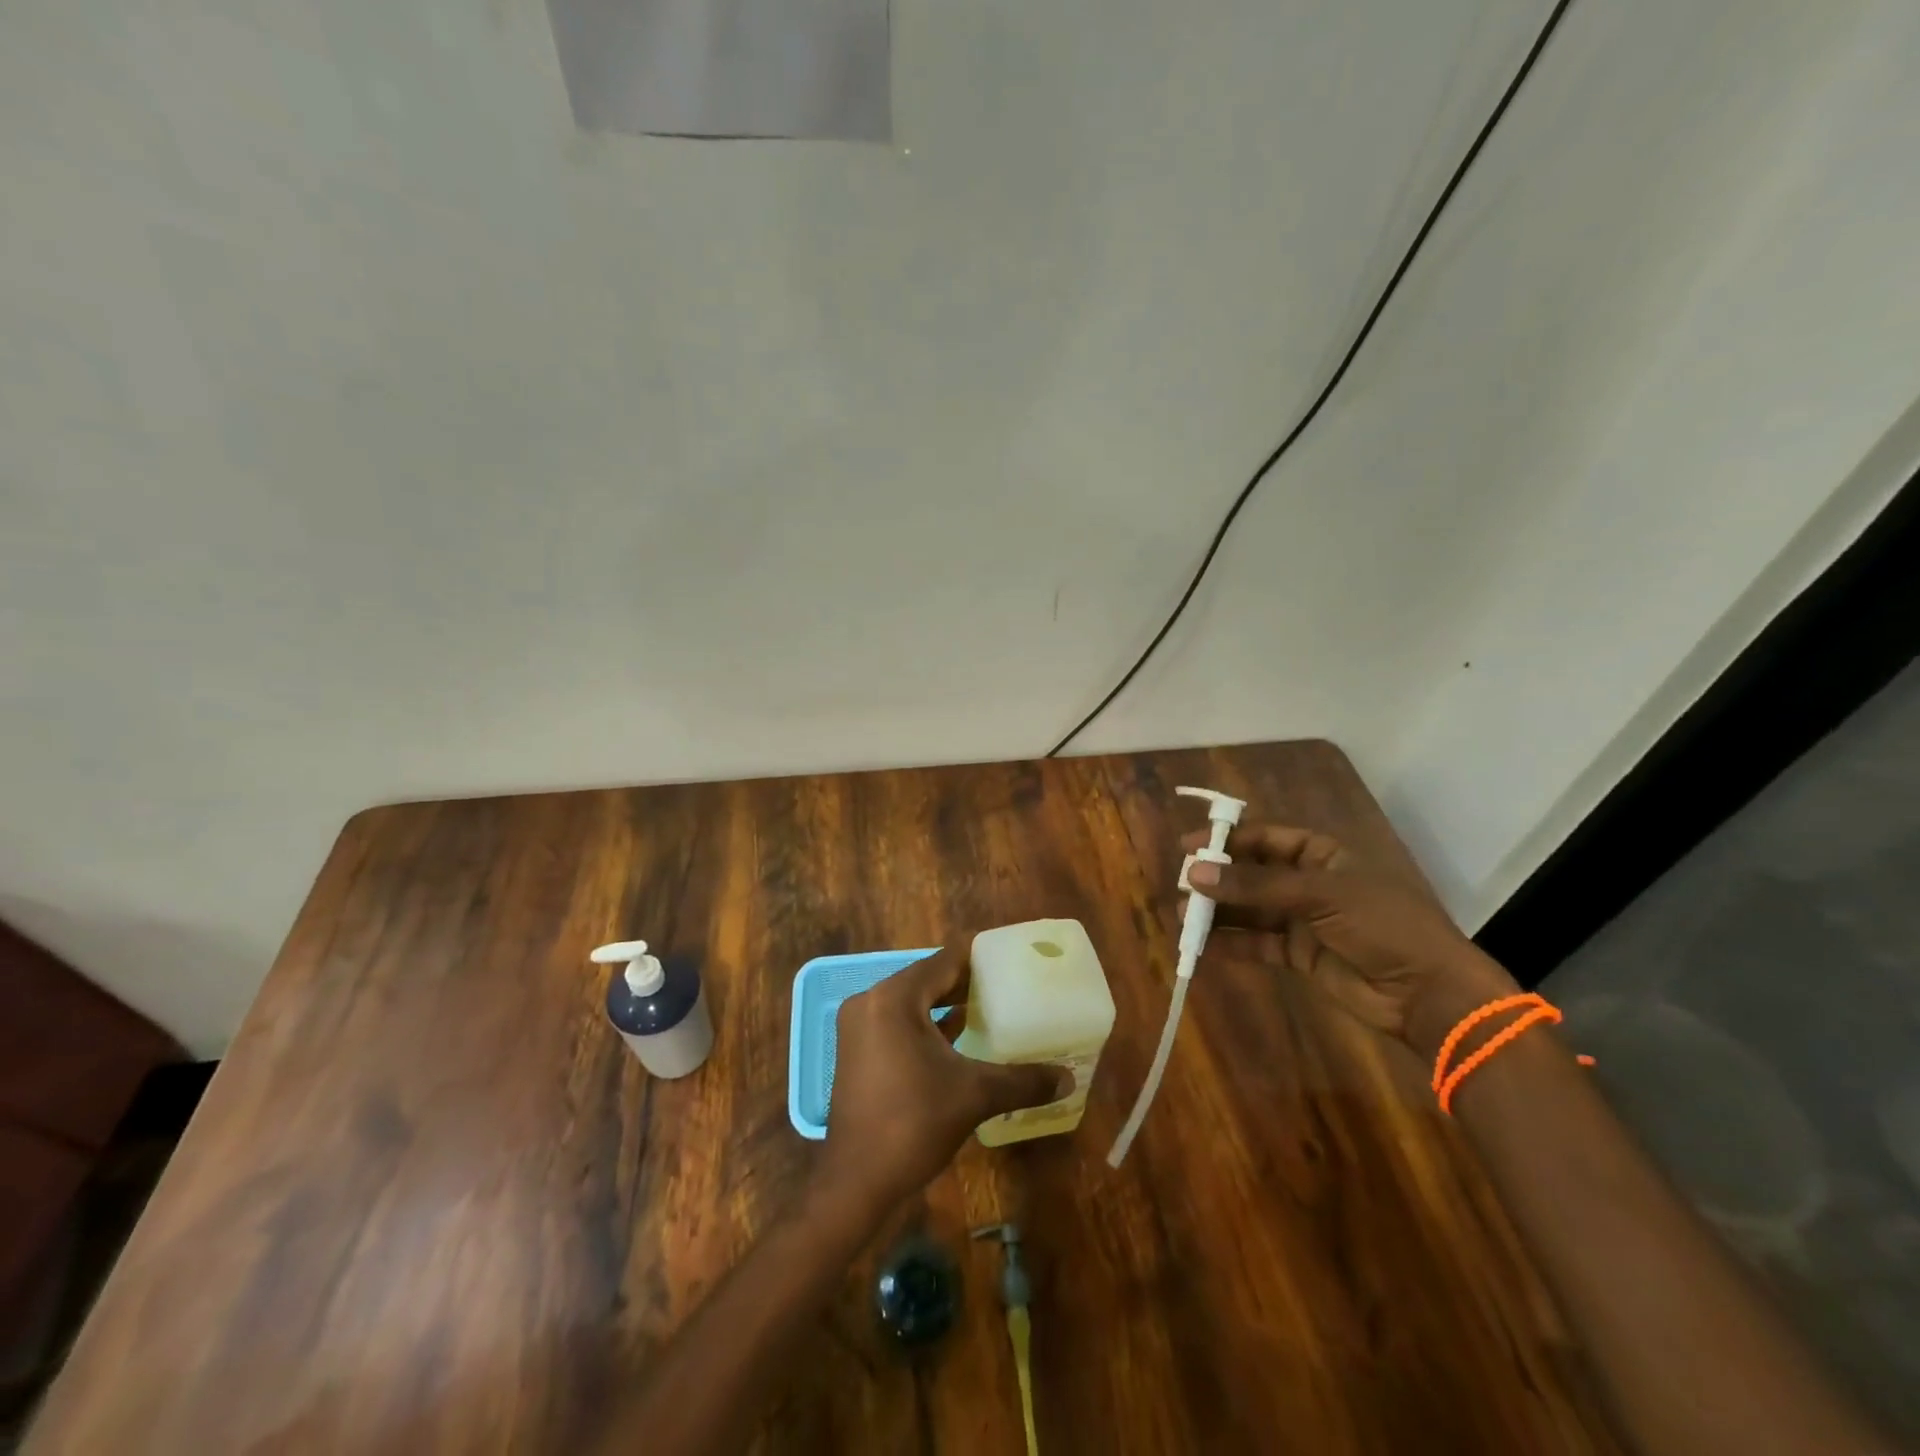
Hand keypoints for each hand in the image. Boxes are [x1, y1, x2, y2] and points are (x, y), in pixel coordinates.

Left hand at [822, 948, 1066, 1211]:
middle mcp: (871, 1001)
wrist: (856, 1183)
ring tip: (991, 1006)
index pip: (944, 961)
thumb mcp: (974, 1096)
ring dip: (947, 1004)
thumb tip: (1068, 1079)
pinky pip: (899, 1022)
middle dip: (966, 982)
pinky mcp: (857, 1050)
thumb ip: (1022, 1081)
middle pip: (927, 978)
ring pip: (913, 1002)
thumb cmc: (913, 1124)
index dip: (979, 957)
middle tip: (1009, 983)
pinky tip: (960, 1035)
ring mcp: (860, 1027)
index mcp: (894, 998)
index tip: (1011, 956)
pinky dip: (927, 1024)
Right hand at [1181, 822, 1515, 1053]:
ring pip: (1251, 910)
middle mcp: (1310, 883)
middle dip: (1218, 879)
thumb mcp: (1319, 895)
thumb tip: (1195, 873)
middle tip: (1182, 884)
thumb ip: (1255, 886)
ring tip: (1183, 915)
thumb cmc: (1382, 925)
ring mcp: (1305, 920)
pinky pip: (1258, 944)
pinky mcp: (1301, 955)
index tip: (1188, 847)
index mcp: (1323, 855)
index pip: (1266, 838)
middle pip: (1253, 874)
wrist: (1429, 993)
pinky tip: (1203, 947)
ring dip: (1219, 912)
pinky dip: (1231, 945)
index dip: (1228, 840)